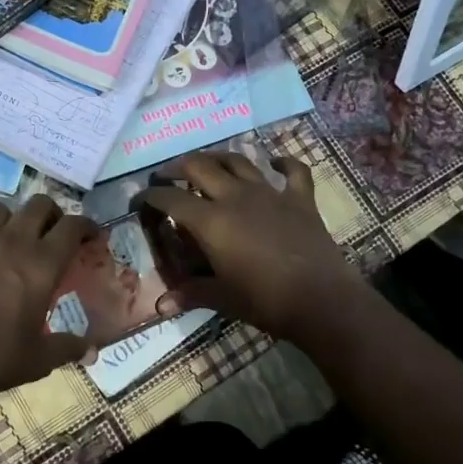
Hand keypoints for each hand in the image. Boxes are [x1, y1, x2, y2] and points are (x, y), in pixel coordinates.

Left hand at [0, 196, 96, 403]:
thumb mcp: (40, 358)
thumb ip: (68, 347)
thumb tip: (92, 351)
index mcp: (42, 264)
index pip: (73, 227)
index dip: (86, 226)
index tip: (91, 235)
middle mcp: (13, 241)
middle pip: (39, 205)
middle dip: (50, 214)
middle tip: (51, 233)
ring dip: (9, 221)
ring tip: (7, 240)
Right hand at [135, 153, 361, 342]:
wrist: (322, 299)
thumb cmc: (265, 301)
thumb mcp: (223, 298)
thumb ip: (191, 294)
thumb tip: (160, 305)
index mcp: (211, 221)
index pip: (172, 199)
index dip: (152, 196)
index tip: (140, 198)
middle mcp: (236, 197)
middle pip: (200, 166)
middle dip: (178, 166)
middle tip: (168, 174)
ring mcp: (270, 193)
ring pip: (238, 161)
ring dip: (219, 157)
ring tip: (208, 162)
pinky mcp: (300, 198)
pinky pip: (292, 170)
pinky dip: (282, 162)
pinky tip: (274, 162)